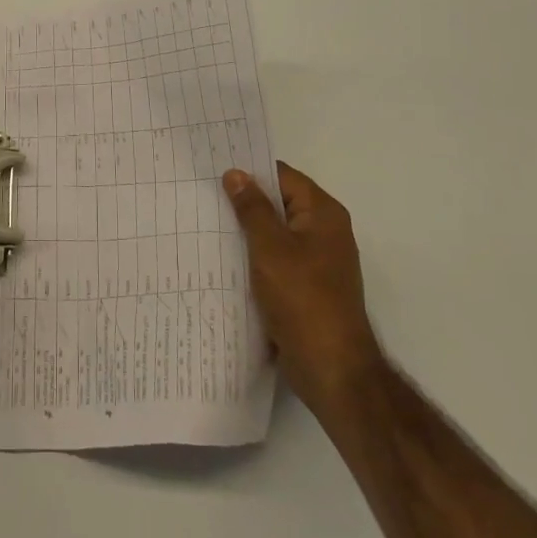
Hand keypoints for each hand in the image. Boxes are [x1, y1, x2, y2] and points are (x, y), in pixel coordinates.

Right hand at [224, 162, 382, 422]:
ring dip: (248, 231)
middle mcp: (325, 231)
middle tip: (203, 194)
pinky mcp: (308, 287)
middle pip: (280, 203)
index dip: (251, 170)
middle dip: (245, 201)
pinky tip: (225, 261)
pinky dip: (255, 257)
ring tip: (207, 224)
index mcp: (323, 213)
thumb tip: (236, 173)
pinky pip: (277, 260)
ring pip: (276, 233)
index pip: (283, 176)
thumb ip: (252, 208)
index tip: (215, 168)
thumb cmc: (302, 299)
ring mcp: (318, 261)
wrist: (332, 369)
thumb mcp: (270, 248)